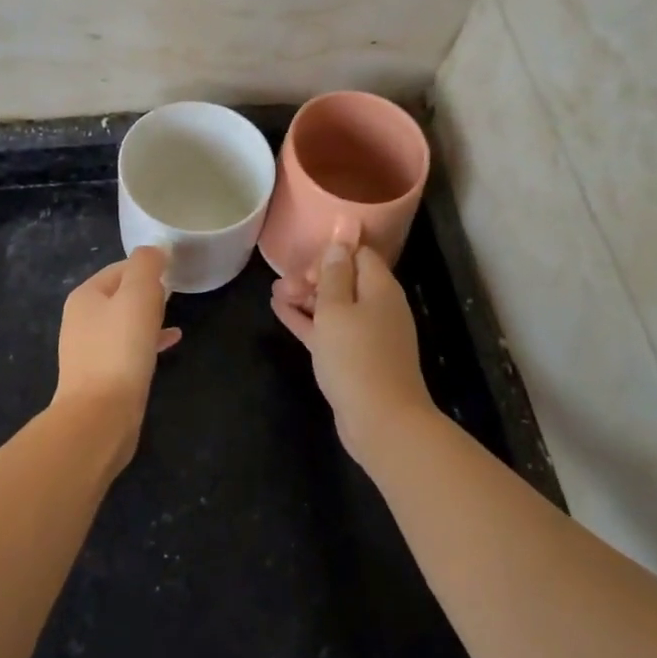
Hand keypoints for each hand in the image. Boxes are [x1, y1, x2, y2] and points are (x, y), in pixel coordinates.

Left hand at [53, 246, 181, 466]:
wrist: (100, 415)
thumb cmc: (120, 348)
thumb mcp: (138, 295)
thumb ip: (146, 265)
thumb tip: (154, 250)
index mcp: (86, 295)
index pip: (120, 268)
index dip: (148, 267)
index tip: (174, 273)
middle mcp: (81, 319)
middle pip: (121, 294)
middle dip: (148, 292)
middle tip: (175, 295)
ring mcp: (88, 349)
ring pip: (125, 322)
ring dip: (149, 317)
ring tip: (173, 318)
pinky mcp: (101, 375)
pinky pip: (127, 348)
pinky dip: (147, 342)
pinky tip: (169, 344)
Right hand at [272, 243, 433, 459]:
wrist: (381, 421)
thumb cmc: (356, 356)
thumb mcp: (336, 308)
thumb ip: (334, 272)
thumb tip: (341, 237)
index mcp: (380, 288)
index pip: (358, 254)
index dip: (330, 254)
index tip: (304, 266)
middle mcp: (378, 307)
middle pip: (345, 280)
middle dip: (312, 277)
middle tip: (282, 283)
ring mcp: (368, 335)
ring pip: (334, 306)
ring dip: (306, 298)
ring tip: (275, 293)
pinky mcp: (355, 359)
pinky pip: (329, 330)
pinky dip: (307, 320)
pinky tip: (280, 311)